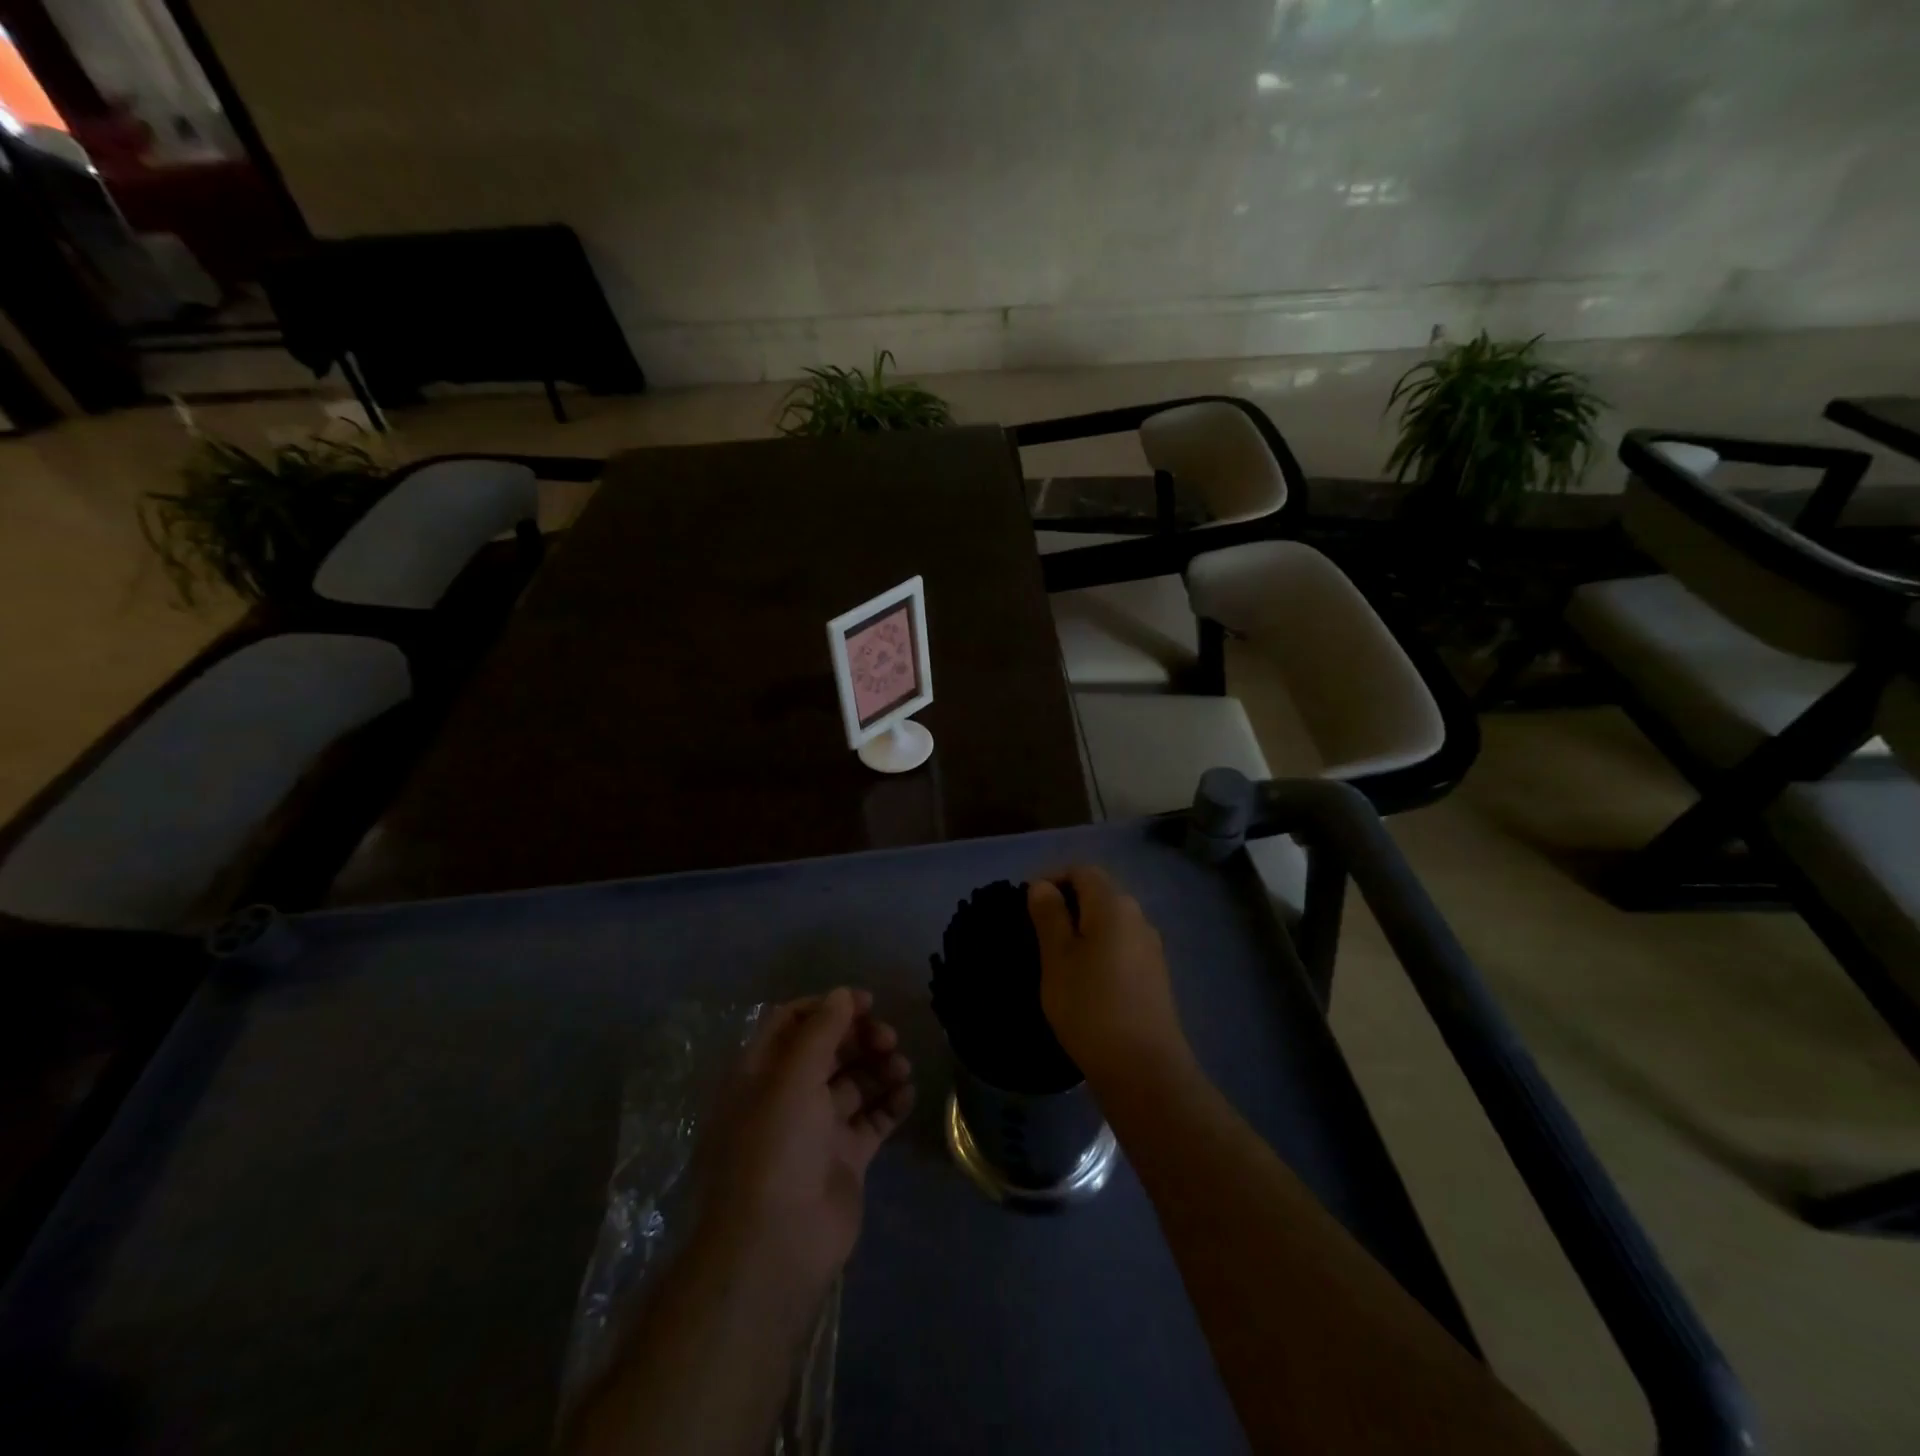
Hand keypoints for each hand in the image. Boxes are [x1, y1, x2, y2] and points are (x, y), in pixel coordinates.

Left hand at [701, 988, 913, 1293]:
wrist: (776, 1247)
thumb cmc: (775, 1147)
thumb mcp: (792, 1076)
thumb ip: (821, 1030)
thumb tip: (842, 993)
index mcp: (761, 1072)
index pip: (793, 1022)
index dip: (829, 1007)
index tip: (866, 1002)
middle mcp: (786, 1096)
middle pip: (828, 1050)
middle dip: (860, 1037)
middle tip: (889, 1039)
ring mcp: (816, 1130)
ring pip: (853, 1083)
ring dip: (879, 1068)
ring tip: (902, 1068)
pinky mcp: (844, 1160)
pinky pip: (871, 1121)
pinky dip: (890, 1104)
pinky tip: (908, 1094)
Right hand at [1029, 867, 1190, 1083]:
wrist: (1143, 1068)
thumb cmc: (1090, 1006)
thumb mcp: (1057, 957)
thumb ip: (1049, 915)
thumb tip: (1042, 886)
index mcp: (1114, 904)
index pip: (1081, 870)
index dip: (1052, 879)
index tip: (1026, 905)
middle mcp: (1138, 916)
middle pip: (1098, 893)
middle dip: (1066, 904)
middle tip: (1035, 932)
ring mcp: (1150, 946)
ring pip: (1109, 922)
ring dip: (1081, 929)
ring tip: (1055, 958)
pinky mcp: (1154, 975)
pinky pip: (1121, 946)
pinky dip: (1098, 950)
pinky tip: (1083, 980)